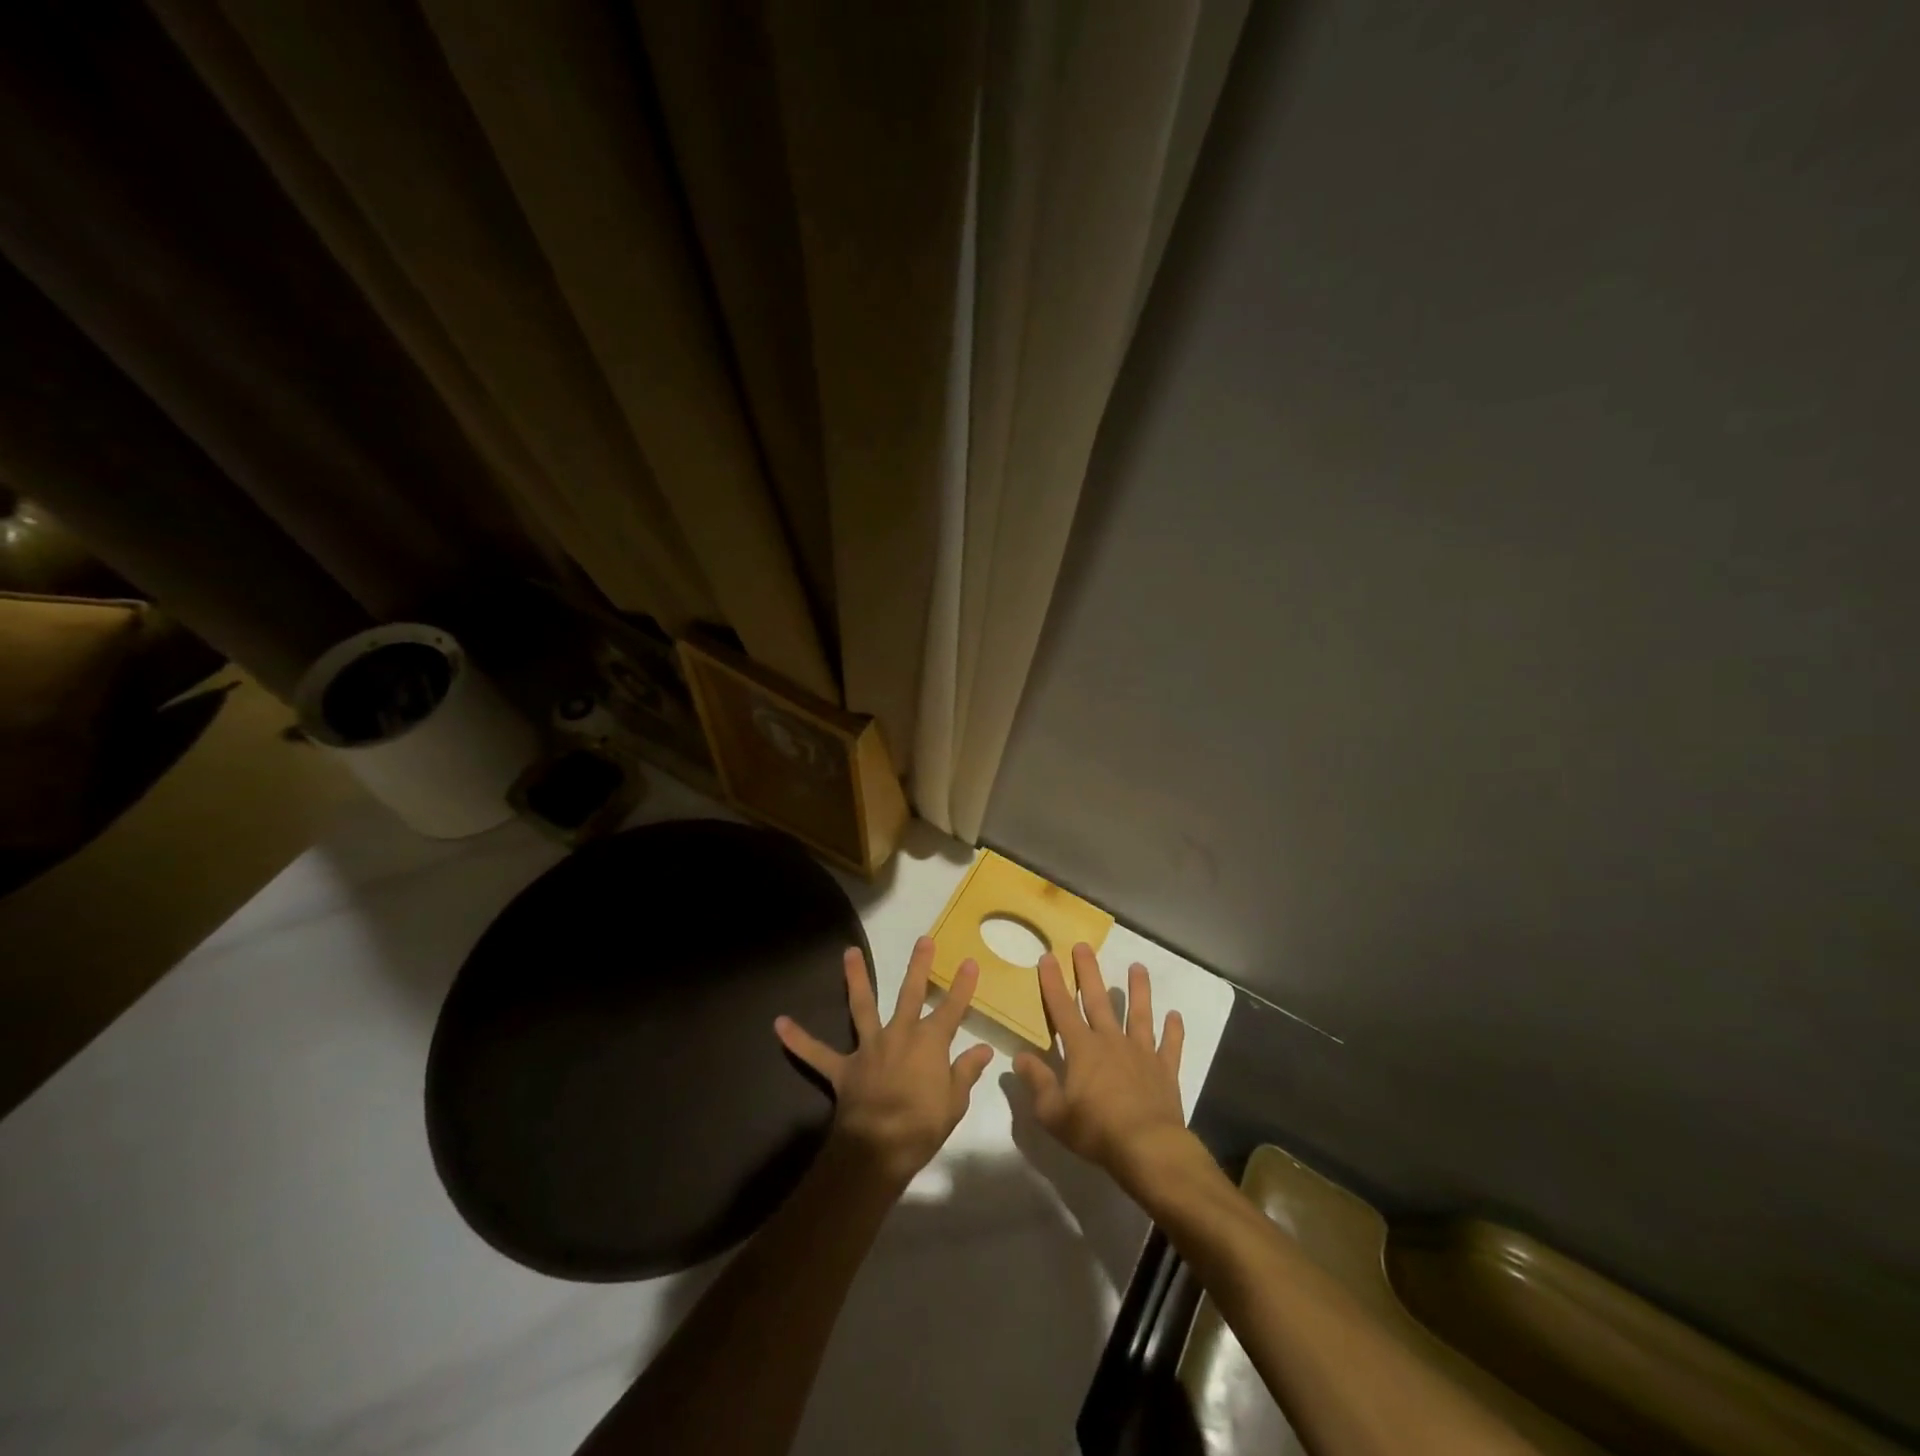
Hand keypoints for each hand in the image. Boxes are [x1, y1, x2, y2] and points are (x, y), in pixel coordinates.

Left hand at [775, 936, 994, 1190]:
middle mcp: (899, 1034)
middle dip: (919, 966)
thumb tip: (982, 1050)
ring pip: (862, 1006)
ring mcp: (869, 1048)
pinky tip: (779, 1024)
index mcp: (929, 1043)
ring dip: (855, 978)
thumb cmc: (922, 1126)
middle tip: (924, 939)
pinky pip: (817, 1053)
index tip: (969, 962)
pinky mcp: (844, 1068)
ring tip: (848, 952)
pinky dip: (798, 1040)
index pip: (952, 1009)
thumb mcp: (954, 1102)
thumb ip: (965, 1072)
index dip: (962, 986)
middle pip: (911, 994)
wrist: (877, 1149)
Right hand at [1013, 943, 1189, 1193]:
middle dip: (1088, 972)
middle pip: (1098, 1000)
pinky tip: (1175, 1016)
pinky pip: (1170, 1045)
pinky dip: (1173, 1030)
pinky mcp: (1164, 1070)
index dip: (1053, 982)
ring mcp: (1141, 1053)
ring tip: (1138, 967)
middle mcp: (1111, 1041)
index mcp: (1082, 1048)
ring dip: (1138, 990)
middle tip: (1084, 946)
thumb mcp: (1053, 1112)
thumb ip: (1037, 1081)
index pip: (1062, 1008)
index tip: (1047, 956)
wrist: (1147, 1148)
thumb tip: (1019, 1056)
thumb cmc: (1095, 1129)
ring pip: (1139, 1014)